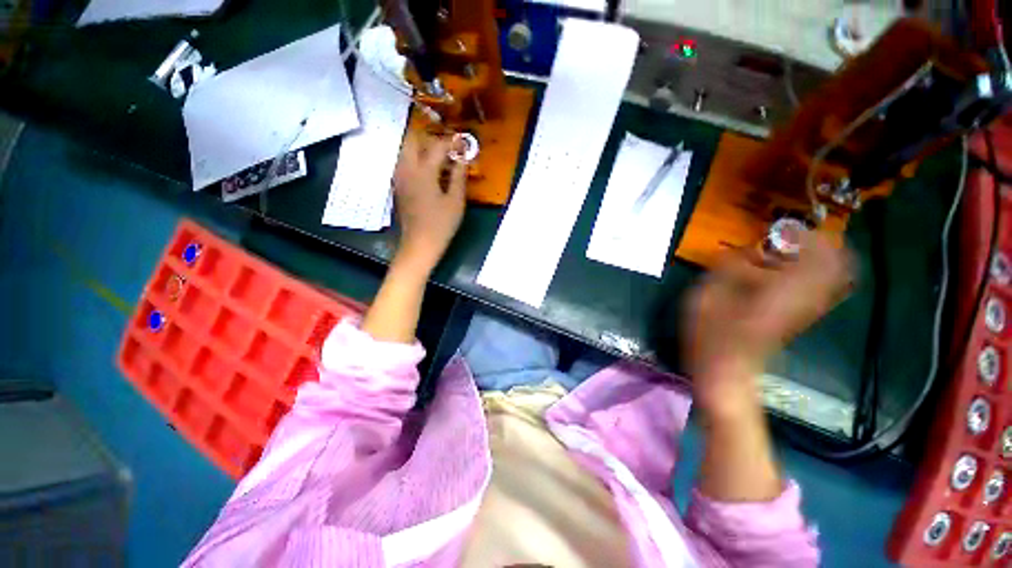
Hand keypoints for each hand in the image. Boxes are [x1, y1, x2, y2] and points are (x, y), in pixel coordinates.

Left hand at [392, 132, 467, 272]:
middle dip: (429, 137)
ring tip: (440, 158)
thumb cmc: (441, 224)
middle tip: (447, 147)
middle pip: (412, 139)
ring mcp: (400, 178)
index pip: (437, 146)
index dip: (452, 142)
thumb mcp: (456, 201)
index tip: (463, 143)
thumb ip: (459, 176)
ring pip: (405, 150)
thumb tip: (463, 158)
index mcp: (423, 172)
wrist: (420, 244)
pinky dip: (417, 159)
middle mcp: (407, 169)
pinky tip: (430, 172)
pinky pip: (405, 163)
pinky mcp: (399, 186)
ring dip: (421, 148)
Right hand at [682, 233, 852, 404]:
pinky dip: (803, 274)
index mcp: (786, 289)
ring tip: (778, 253)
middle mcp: (805, 298)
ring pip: (828, 277)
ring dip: (809, 259)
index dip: (808, 235)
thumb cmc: (712, 332)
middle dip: (817, 245)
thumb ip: (729, 266)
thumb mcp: (709, 294)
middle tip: (788, 237)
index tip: (786, 227)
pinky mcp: (797, 318)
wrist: (725, 370)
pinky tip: (774, 273)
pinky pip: (815, 289)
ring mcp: (804, 310)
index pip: (821, 255)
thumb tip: (748, 249)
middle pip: (836, 265)